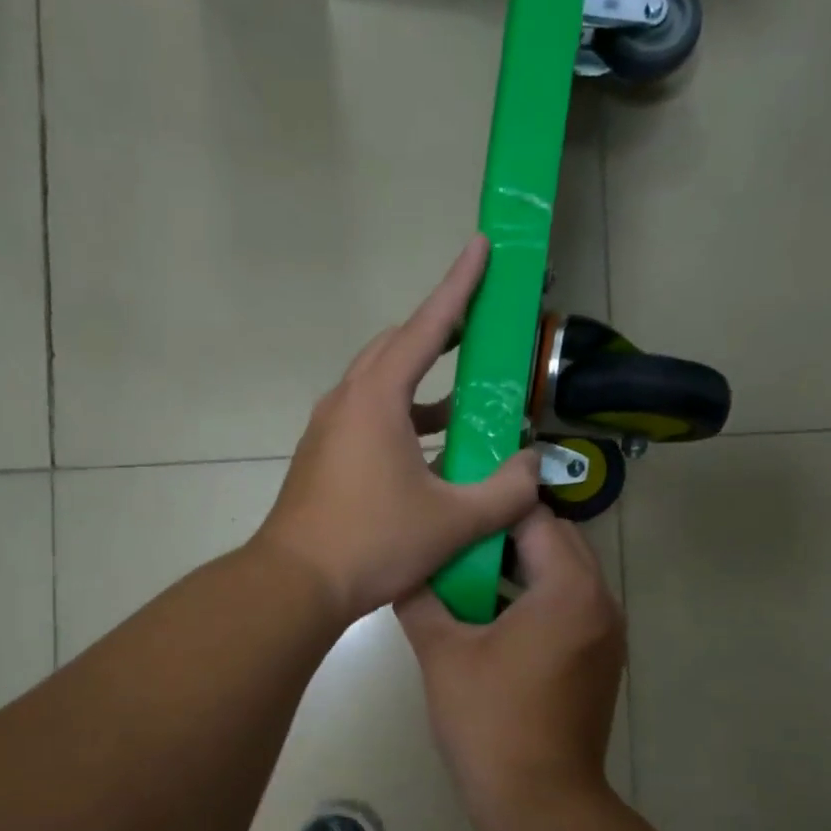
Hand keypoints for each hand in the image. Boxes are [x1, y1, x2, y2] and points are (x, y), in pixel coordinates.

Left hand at [255, 236, 541, 620]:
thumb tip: (535, 466)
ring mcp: (328, 429)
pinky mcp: (323, 456)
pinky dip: (403, 416)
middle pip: (397, 347)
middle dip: (439, 330)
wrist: (295, 583)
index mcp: (377, 399)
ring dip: (422, 381)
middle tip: (479, 327)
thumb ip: (505, 491)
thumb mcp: (453, 521)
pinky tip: (431, 448)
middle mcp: (347, 401)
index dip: (459, 286)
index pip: (427, 327)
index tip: (482, 246)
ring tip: (466, 395)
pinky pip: (368, 416)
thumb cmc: (372, 543)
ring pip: (380, 383)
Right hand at [396, 507, 625, 830]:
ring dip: (524, 567)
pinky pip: (572, 606)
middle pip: (558, 541)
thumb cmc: (490, 722)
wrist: (540, 803)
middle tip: (459, 542)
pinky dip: (539, 598)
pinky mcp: (601, 660)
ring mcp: (607, 634)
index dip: (492, 507)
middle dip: (509, 534)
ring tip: (470, 575)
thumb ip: (420, 600)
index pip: (535, 518)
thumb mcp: (443, 654)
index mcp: (569, 589)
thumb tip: (402, 570)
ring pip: (567, 574)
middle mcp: (601, 602)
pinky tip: (495, 617)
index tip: (454, 505)